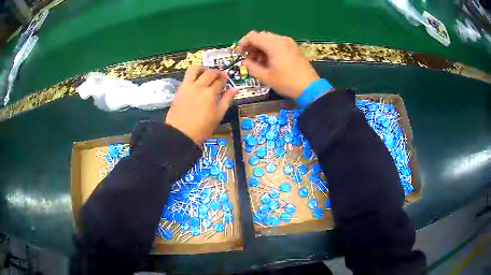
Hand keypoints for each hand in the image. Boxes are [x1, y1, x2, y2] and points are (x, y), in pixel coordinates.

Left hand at [166, 66, 237, 144]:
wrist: (180, 134)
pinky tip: (196, 81)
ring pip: (195, 69)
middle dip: (216, 72)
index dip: (224, 78)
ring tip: (205, 72)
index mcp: (210, 94)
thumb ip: (227, 100)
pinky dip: (193, 75)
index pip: (220, 81)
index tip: (226, 77)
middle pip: (209, 73)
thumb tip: (236, 89)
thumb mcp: (218, 115)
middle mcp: (199, 86)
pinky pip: (186, 76)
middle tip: (219, 75)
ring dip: (202, 68)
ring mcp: (187, 87)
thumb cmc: (202, 128)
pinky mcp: (179, 89)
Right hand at [238, 31, 319, 98]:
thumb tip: (244, 61)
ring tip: (257, 61)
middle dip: (252, 45)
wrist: (309, 87)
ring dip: (260, 47)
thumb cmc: (286, 82)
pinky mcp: (293, 47)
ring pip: (269, 39)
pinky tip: (268, 61)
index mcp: (274, 44)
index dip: (243, 43)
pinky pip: (277, 43)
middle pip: (261, 36)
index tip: (239, 53)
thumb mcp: (265, 77)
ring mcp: (289, 42)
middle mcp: (281, 39)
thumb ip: (251, 67)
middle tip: (248, 58)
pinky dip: (269, 48)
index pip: (253, 36)